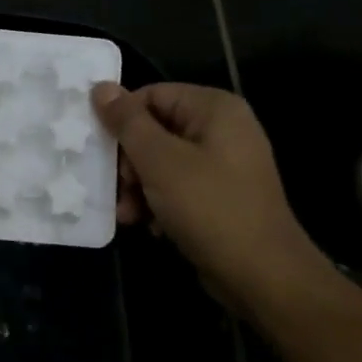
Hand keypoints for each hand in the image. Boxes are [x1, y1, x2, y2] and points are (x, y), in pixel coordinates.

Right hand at [91, 82, 329, 313]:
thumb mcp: (159, 161)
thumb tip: (100, 87)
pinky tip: (149, 226)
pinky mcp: (220, 196)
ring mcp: (224, 164)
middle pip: (155, 130)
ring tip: (128, 215)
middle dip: (129, 163)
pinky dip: (158, 203)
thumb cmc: (208, 207)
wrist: (260, 273)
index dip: (122, 121)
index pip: (152, 95)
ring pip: (162, 162)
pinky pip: (177, 187)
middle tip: (119, 189)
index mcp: (215, 109)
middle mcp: (222, 129)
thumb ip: (127, 122)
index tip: (101, 151)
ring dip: (138, 188)